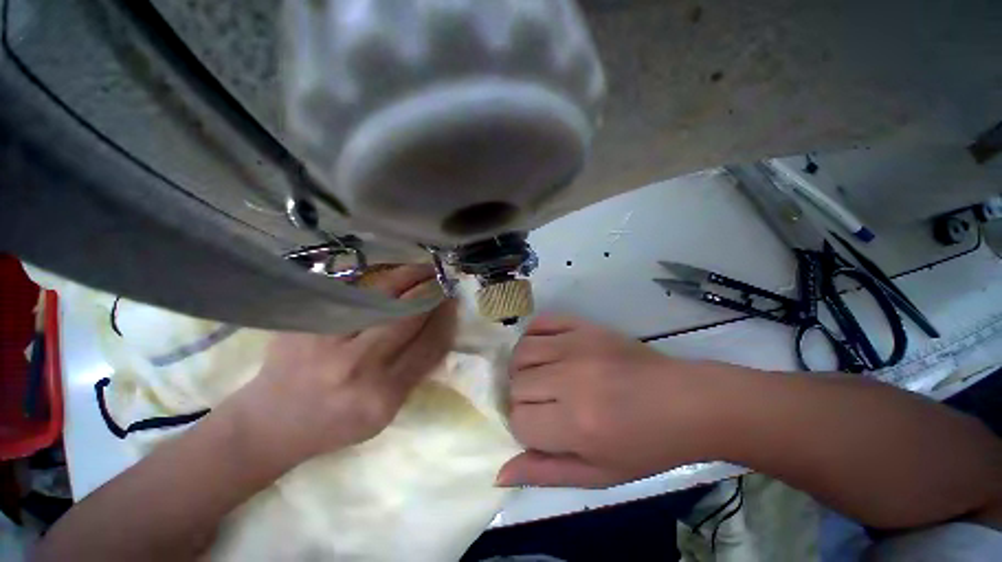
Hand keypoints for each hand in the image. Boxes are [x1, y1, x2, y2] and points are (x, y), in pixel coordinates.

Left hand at [229, 265, 456, 470]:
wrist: (275, 419)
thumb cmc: (332, 427)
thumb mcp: (379, 418)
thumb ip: (406, 379)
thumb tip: (432, 336)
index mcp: (381, 397)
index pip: (427, 349)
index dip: (446, 320)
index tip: (454, 302)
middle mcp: (357, 365)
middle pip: (406, 315)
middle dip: (429, 290)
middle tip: (441, 276)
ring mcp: (328, 338)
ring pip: (377, 295)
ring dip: (404, 276)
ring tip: (419, 266)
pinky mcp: (306, 321)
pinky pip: (346, 291)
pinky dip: (370, 279)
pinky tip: (382, 271)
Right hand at [497, 314, 724, 487]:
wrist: (693, 405)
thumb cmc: (649, 448)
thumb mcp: (599, 475)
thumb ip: (546, 474)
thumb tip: (498, 474)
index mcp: (575, 423)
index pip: (517, 421)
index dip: (528, 433)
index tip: (550, 438)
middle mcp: (572, 379)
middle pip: (515, 386)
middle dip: (525, 405)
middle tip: (552, 414)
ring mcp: (582, 347)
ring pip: (521, 354)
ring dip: (524, 374)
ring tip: (547, 387)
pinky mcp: (592, 328)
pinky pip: (543, 322)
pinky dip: (533, 339)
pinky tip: (547, 357)